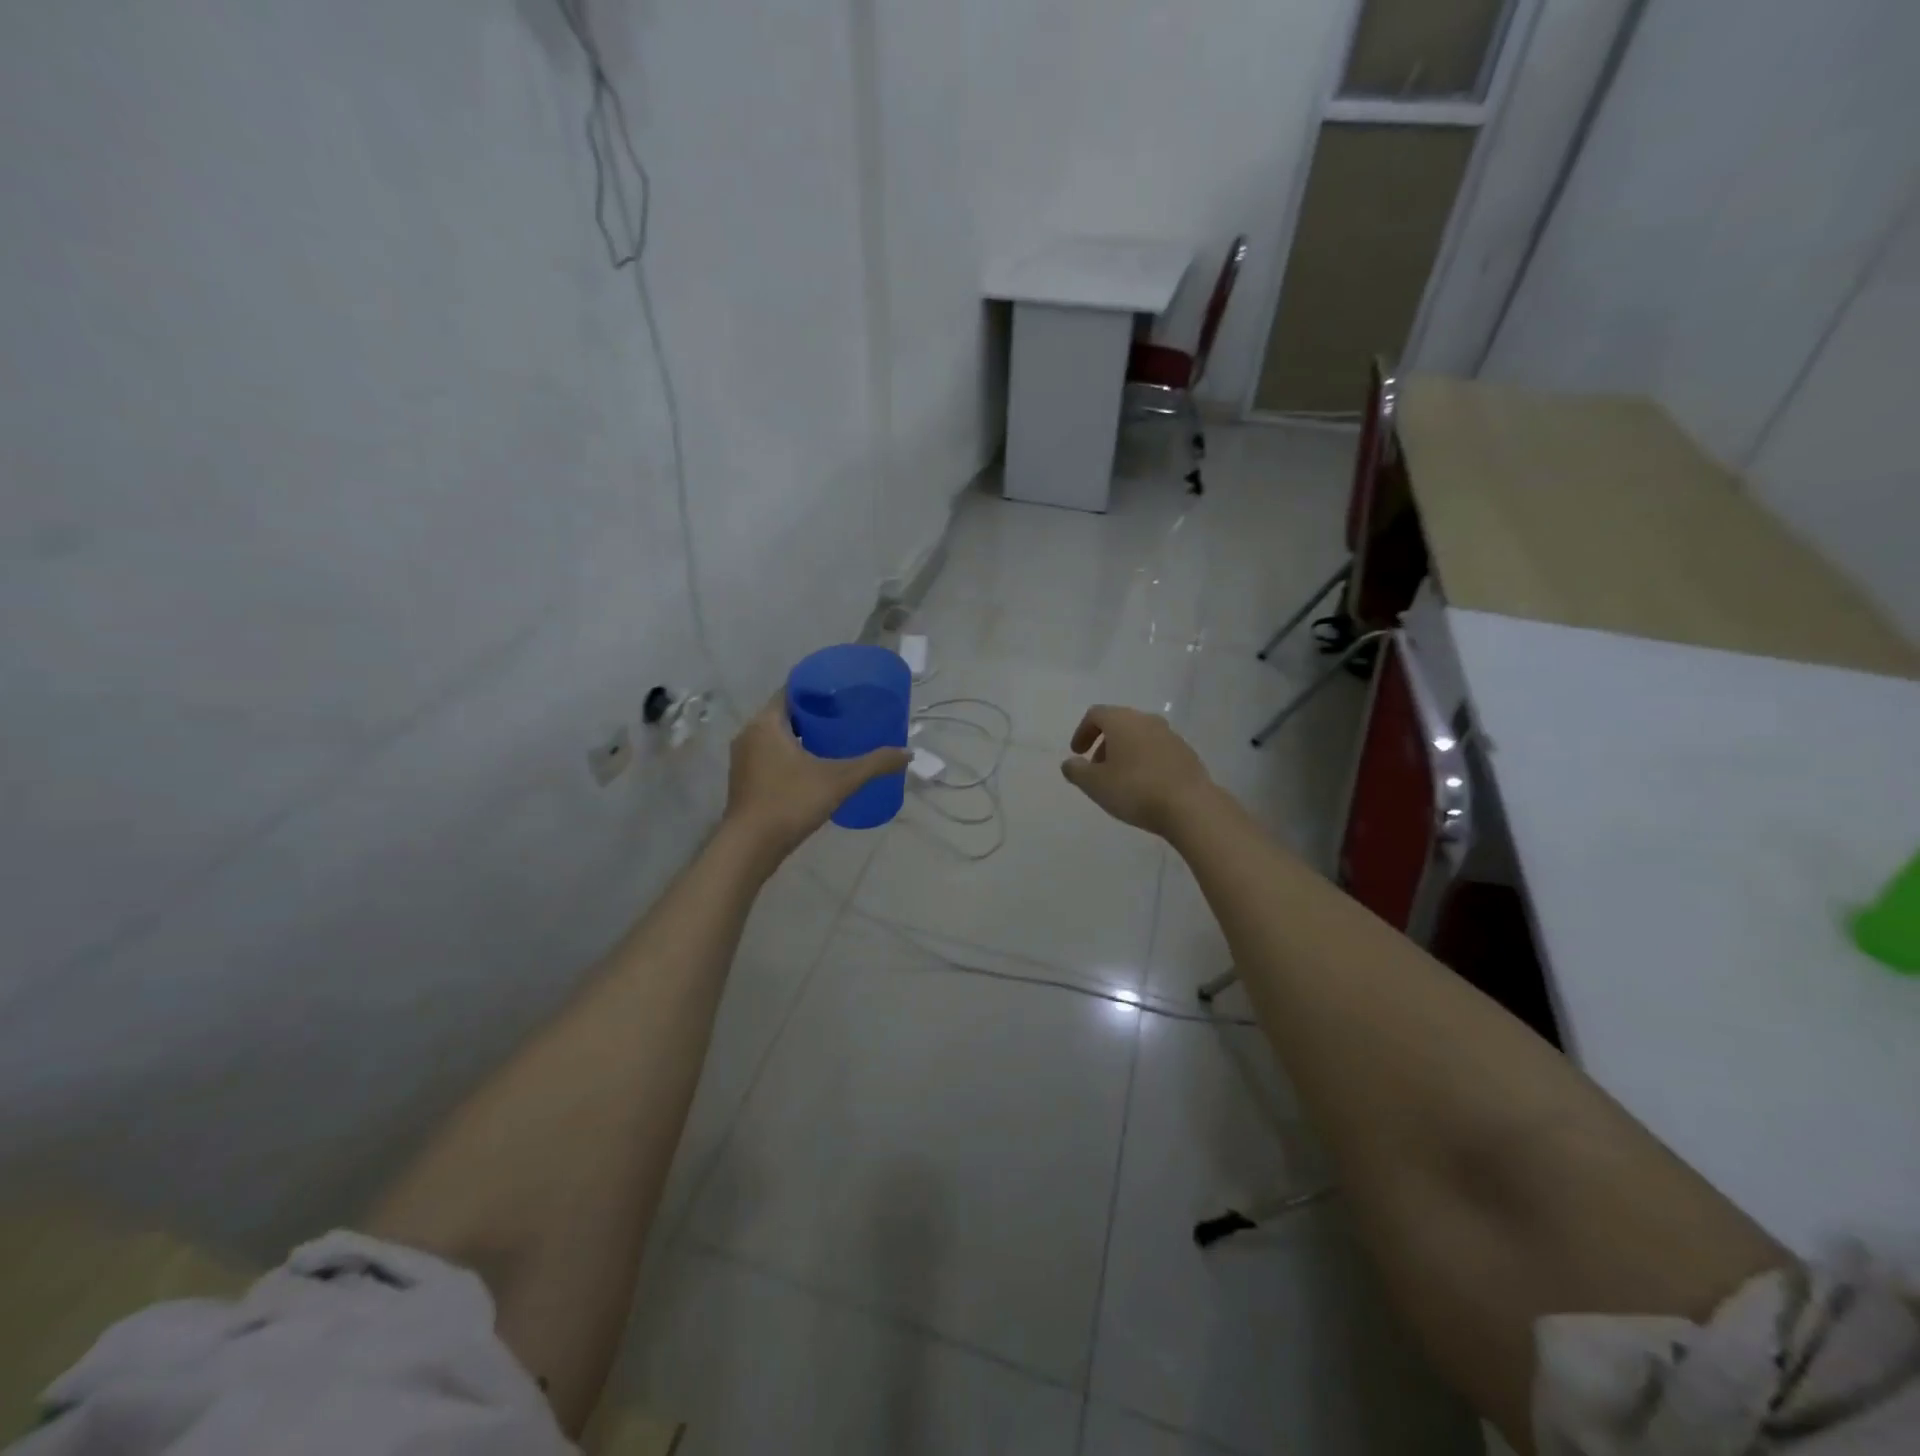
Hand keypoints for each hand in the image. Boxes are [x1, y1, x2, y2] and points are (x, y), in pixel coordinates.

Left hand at [724, 693, 909, 860]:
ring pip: (776, 736)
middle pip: (785, 713)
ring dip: (801, 735)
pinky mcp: (744, 780)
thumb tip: (908, 753)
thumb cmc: (791, 802)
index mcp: (766, 723)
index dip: (817, 688)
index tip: (842, 692)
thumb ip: (875, 764)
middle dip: (814, 713)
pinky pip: (769, 755)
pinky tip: (812, 767)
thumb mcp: (840, 780)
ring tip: (833, 741)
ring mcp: (743, 758)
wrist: (750, 847)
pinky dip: (789, 754)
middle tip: (845, 716)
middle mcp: (749, 734)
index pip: (791, 690)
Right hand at [1061, 705, 1212, 836]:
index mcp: (1122, 721)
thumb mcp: (1095, 784)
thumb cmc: (1134, 789)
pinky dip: (1144, 760)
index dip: (1082, 732)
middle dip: (1104, 743)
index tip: (1078, 754)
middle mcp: (1147, 720)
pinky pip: (1157, 750)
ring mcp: (1170, 735)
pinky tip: (1144, 785)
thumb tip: (1070, 763)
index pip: (1096, 714)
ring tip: (1120, 779)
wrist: (1189, 806)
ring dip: (1125, 752)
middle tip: (1096, 768)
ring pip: (1140, 736)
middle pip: (1119, 723)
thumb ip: (1076, 771)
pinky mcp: (1186, 753)